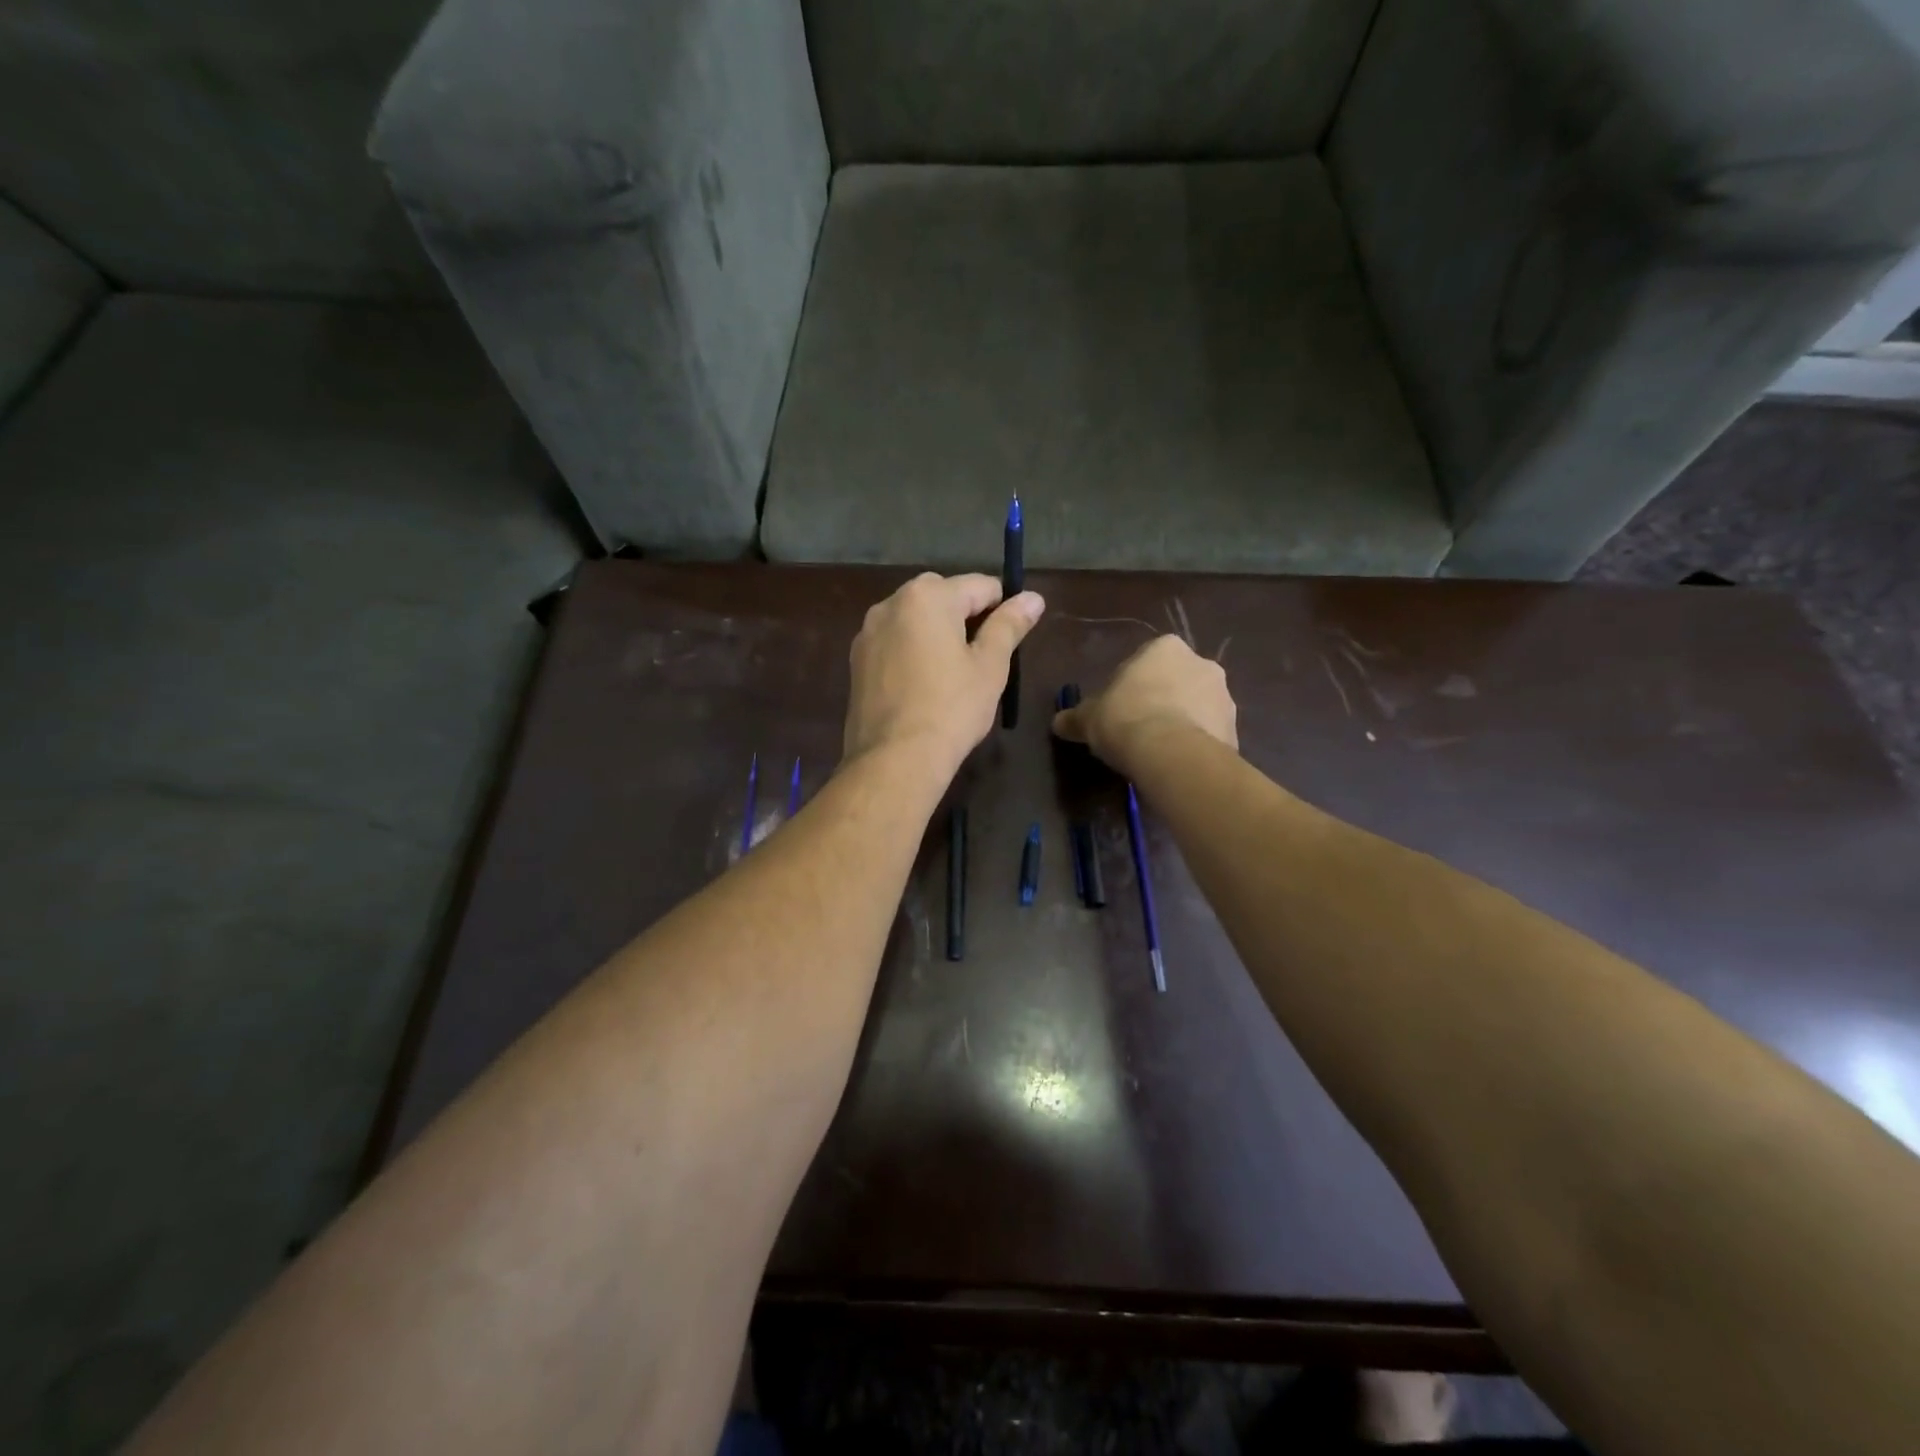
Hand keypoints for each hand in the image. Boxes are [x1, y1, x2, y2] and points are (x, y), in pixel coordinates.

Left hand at [844, 573, 1045, 777]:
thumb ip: (1009, 625)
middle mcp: (891, 603)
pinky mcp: (857, 661)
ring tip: (953, 674)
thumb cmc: (951, 709)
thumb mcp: (990, 666)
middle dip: (966, 618)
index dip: (1003, 609)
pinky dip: (913, 652)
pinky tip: (923, 685)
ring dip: (937, 634)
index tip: (1011, 640)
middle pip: (943, 597)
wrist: (894, 759)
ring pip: (915, 620)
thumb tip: (1033, 598)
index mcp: (927, 596)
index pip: (980, 586)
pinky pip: (895, 643)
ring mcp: (868, 632)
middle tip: (983, 659)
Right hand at [1052, 635, 1236, 772]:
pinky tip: (1176, 763)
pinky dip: (1194, 744)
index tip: (1117, 711)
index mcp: (1165, 647)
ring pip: (1195, 707)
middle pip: (1174, 681)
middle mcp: (1201, 662)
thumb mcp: (1088, 718)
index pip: (1143, 662)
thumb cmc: (1125, 720)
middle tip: (1137, 730)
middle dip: (1159, 701)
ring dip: (1181, 722)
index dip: (1128, 687)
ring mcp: (1224, 696)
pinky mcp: (1235, 728)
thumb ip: (1074, 718)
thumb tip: (1059, 722)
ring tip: (1157, 752)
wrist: (1171, 755)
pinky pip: (1208, 734)